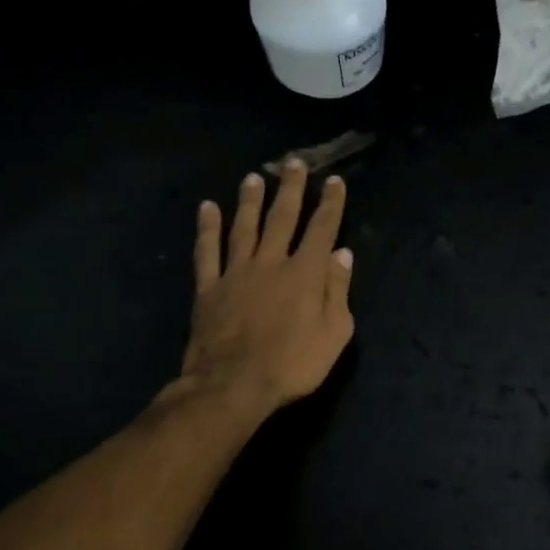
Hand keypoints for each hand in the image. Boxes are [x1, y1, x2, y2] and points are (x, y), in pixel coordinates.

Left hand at [172, 161, 354, 417]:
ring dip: (251, 200)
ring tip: (254, 177)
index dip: (331, 203)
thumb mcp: (335, 333)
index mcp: (305, 273)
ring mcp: (237, 272)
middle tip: (294, 163)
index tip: (334, 180)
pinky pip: (207, 251)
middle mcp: (271, 262)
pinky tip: (207, 208)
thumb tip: (342, 254)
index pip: (323, 228)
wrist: (232, 386)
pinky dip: (207, 228)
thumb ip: (338, 290)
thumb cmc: (293, 364)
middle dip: (291, 188)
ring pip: (244, 226)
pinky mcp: (209, 288)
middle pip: (282, 217)